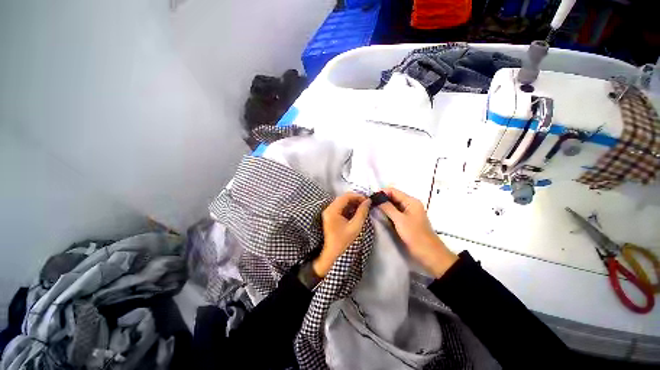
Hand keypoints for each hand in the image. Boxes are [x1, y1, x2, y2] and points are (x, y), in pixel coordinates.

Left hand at [313, 193, 371, 277]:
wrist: (332, 253)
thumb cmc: (343, 241)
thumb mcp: (355, 226)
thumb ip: (362, 212)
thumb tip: (368, 201)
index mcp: (333, 210)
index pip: (346, 196)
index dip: (358, 196)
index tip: (367, 200)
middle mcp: (329, 208)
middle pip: (343, 198)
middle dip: (356, 199)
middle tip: (366, 203)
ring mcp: (328, 212)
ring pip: (342, 202)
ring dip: (352, 203)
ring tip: (363, 207)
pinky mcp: (330, 216)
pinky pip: (340, 207)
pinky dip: (349, 207)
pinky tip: (356, 211)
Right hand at [378, 187, 457, 277]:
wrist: (429, 254)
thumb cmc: (415, 235)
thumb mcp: (399, 220)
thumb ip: (387, 208)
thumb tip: (376, 198)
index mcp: (411, 201)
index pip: (393, 191)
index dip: (381, 192)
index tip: (370, 198)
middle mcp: (410, 204)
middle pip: (393, 197)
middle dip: (382, 199)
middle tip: (369, 204)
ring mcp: (409, 213)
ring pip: (393, 205)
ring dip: (384, 206)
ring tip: (372, 209)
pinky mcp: (406, 220)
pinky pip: (395, 213)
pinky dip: (388, 213)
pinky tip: (379, 215)